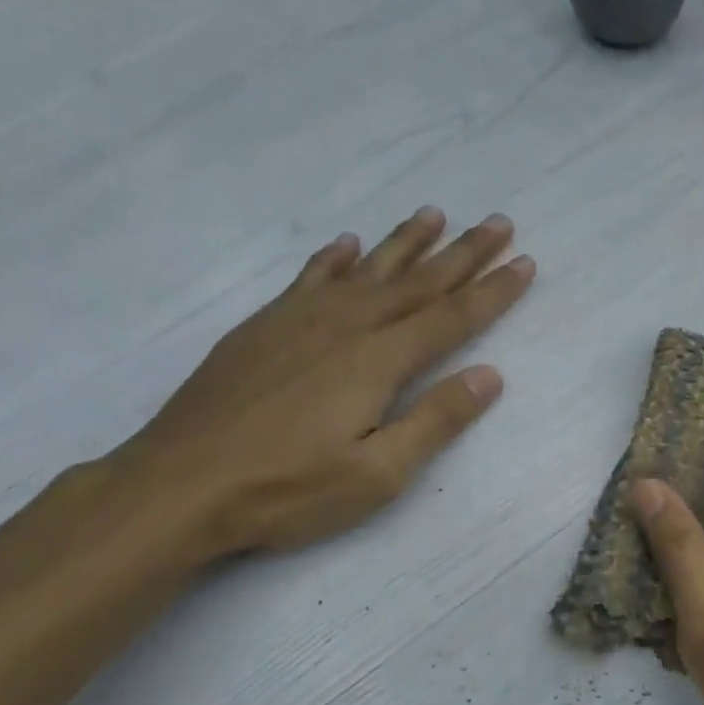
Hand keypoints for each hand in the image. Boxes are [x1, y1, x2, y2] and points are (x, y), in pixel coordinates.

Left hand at [113, 207, 534, 556]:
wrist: (179, 486)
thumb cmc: (287, 490)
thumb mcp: (377, 474)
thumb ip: (435, 420)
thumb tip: (489, 375)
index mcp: (377, 361)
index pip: (451, 318)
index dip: (492, 291)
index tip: (524, 263)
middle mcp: (344, 326)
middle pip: (417, 282)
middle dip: (463, 254)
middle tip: (498, 223)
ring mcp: (298, 321)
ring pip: (366, 270)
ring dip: (405, 243)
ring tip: (435, 215)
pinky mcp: (262, 329)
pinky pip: (308, 278)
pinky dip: (334, 259)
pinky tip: (346, 245)